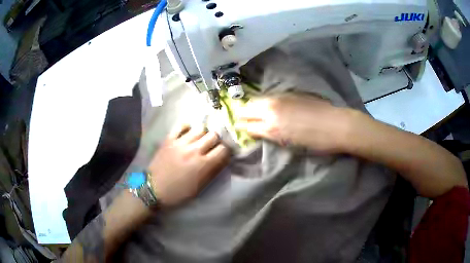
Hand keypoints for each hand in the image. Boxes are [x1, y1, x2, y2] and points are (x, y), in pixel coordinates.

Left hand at [148, 125, 229, 206]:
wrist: (154, 189)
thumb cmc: (179, 192)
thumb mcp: (200, 187)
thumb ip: (213, 171)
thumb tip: (223, 159)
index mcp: (203, 164)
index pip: (223, 149)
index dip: (226, 151)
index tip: (223, 153)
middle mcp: (194, 150)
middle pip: (213, 135)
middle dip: (216, 141)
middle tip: (212, 146)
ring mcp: (180, 143)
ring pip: (199, 128)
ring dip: (203, 134)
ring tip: (200, 139)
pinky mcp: (169, 139)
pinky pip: (181, 125)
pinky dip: (187, 127)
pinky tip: (188, 133)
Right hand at [235, 93, 352, 153]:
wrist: (337, 125)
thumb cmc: (315, 141)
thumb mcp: (289, 143)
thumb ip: (270, 134)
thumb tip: (257, 129)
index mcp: (272, 125)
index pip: (248, 124)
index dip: (241, 125)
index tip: (237, 126)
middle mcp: (272, 108)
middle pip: (249, 107)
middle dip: (243, 113)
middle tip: (242, 118)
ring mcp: (282, 98)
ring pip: (260, 99)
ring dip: (254, 105)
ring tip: (253, 111)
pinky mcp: (291, 94)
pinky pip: (271, 96)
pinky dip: (265, 101)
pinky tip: (269, 105)